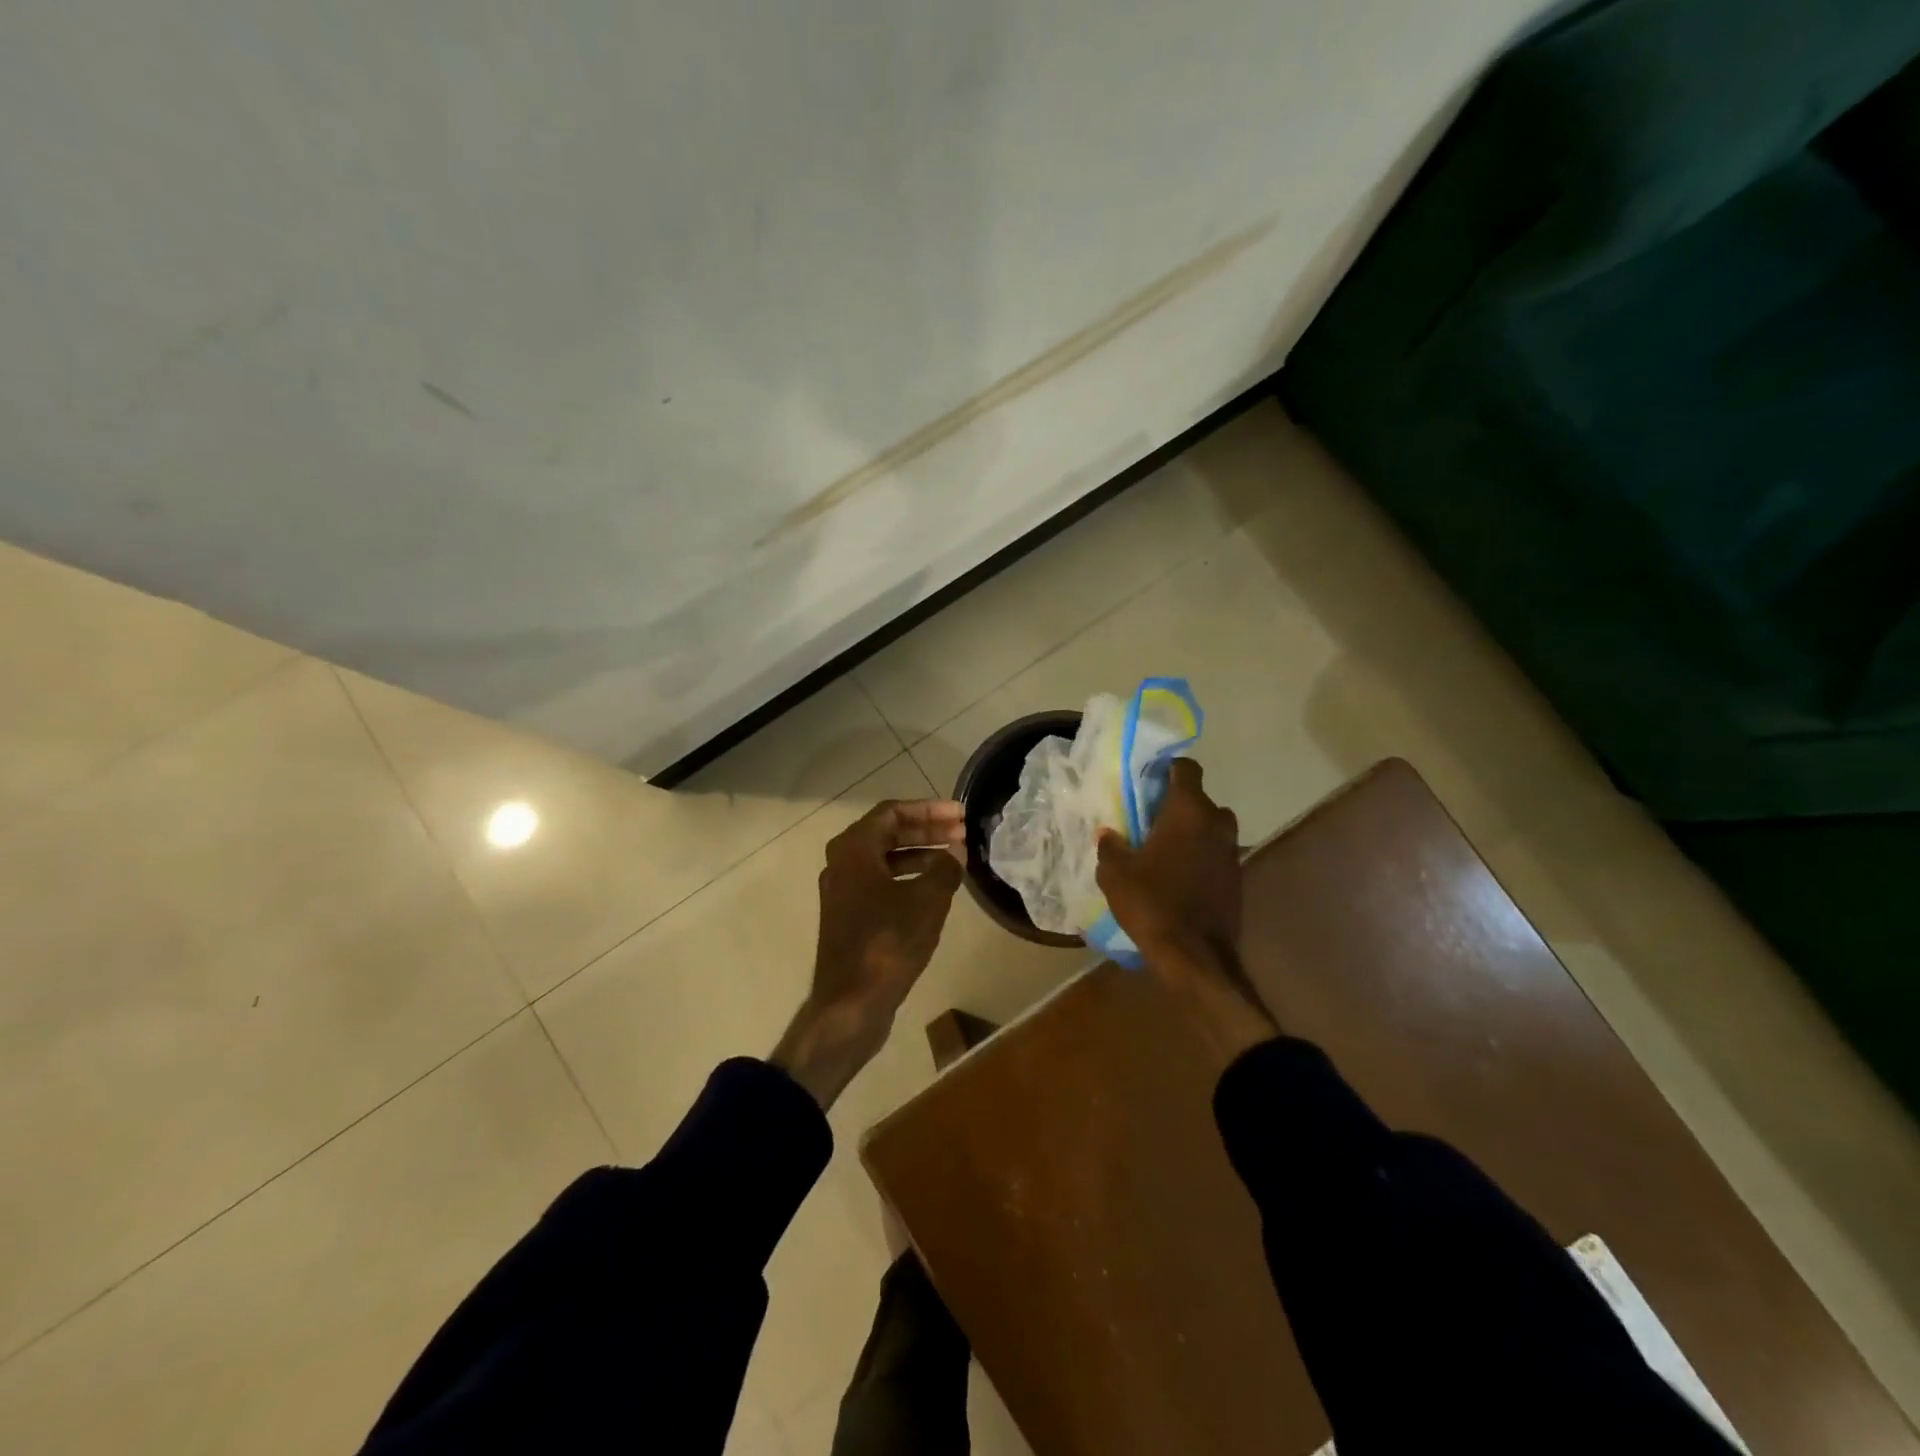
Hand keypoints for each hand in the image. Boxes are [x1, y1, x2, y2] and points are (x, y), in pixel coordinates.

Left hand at [771, 798, 965, 1107]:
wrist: (850, 1002)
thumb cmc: (888, 943)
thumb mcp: (927, 901)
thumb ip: (945, 868)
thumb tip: (956, 852)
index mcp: (854, 849)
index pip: (892, 812)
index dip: (929, 809)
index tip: (959, 814)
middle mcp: (842, 862)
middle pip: (887, 833)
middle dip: (927, 830)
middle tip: (962, 833)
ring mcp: (843, 890)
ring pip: (884, 858)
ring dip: (920, 853)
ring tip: (954, 858)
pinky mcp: (849, 915)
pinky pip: (880, 881)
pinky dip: (907, 877)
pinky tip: (934, 888)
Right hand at [1095, 758, 1277, 1056]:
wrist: (1196, 957)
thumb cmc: (1152, 904)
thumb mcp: (1115, 874)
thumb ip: (1111, 846)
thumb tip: (1109, 834)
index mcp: (1188, 811)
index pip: (1186, 769)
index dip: (1167, 770)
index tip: (1148, 782)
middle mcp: (1217, 823)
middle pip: (1199, 799)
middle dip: (1177, 805)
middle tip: (1150, 820)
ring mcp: (1232, 851)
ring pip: (1210, 828)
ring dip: (1191, 833)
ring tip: (1164, 850)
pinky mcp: (1238, 877)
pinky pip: (1216, 854)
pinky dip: (1200, 857)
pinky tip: (1179, 876)